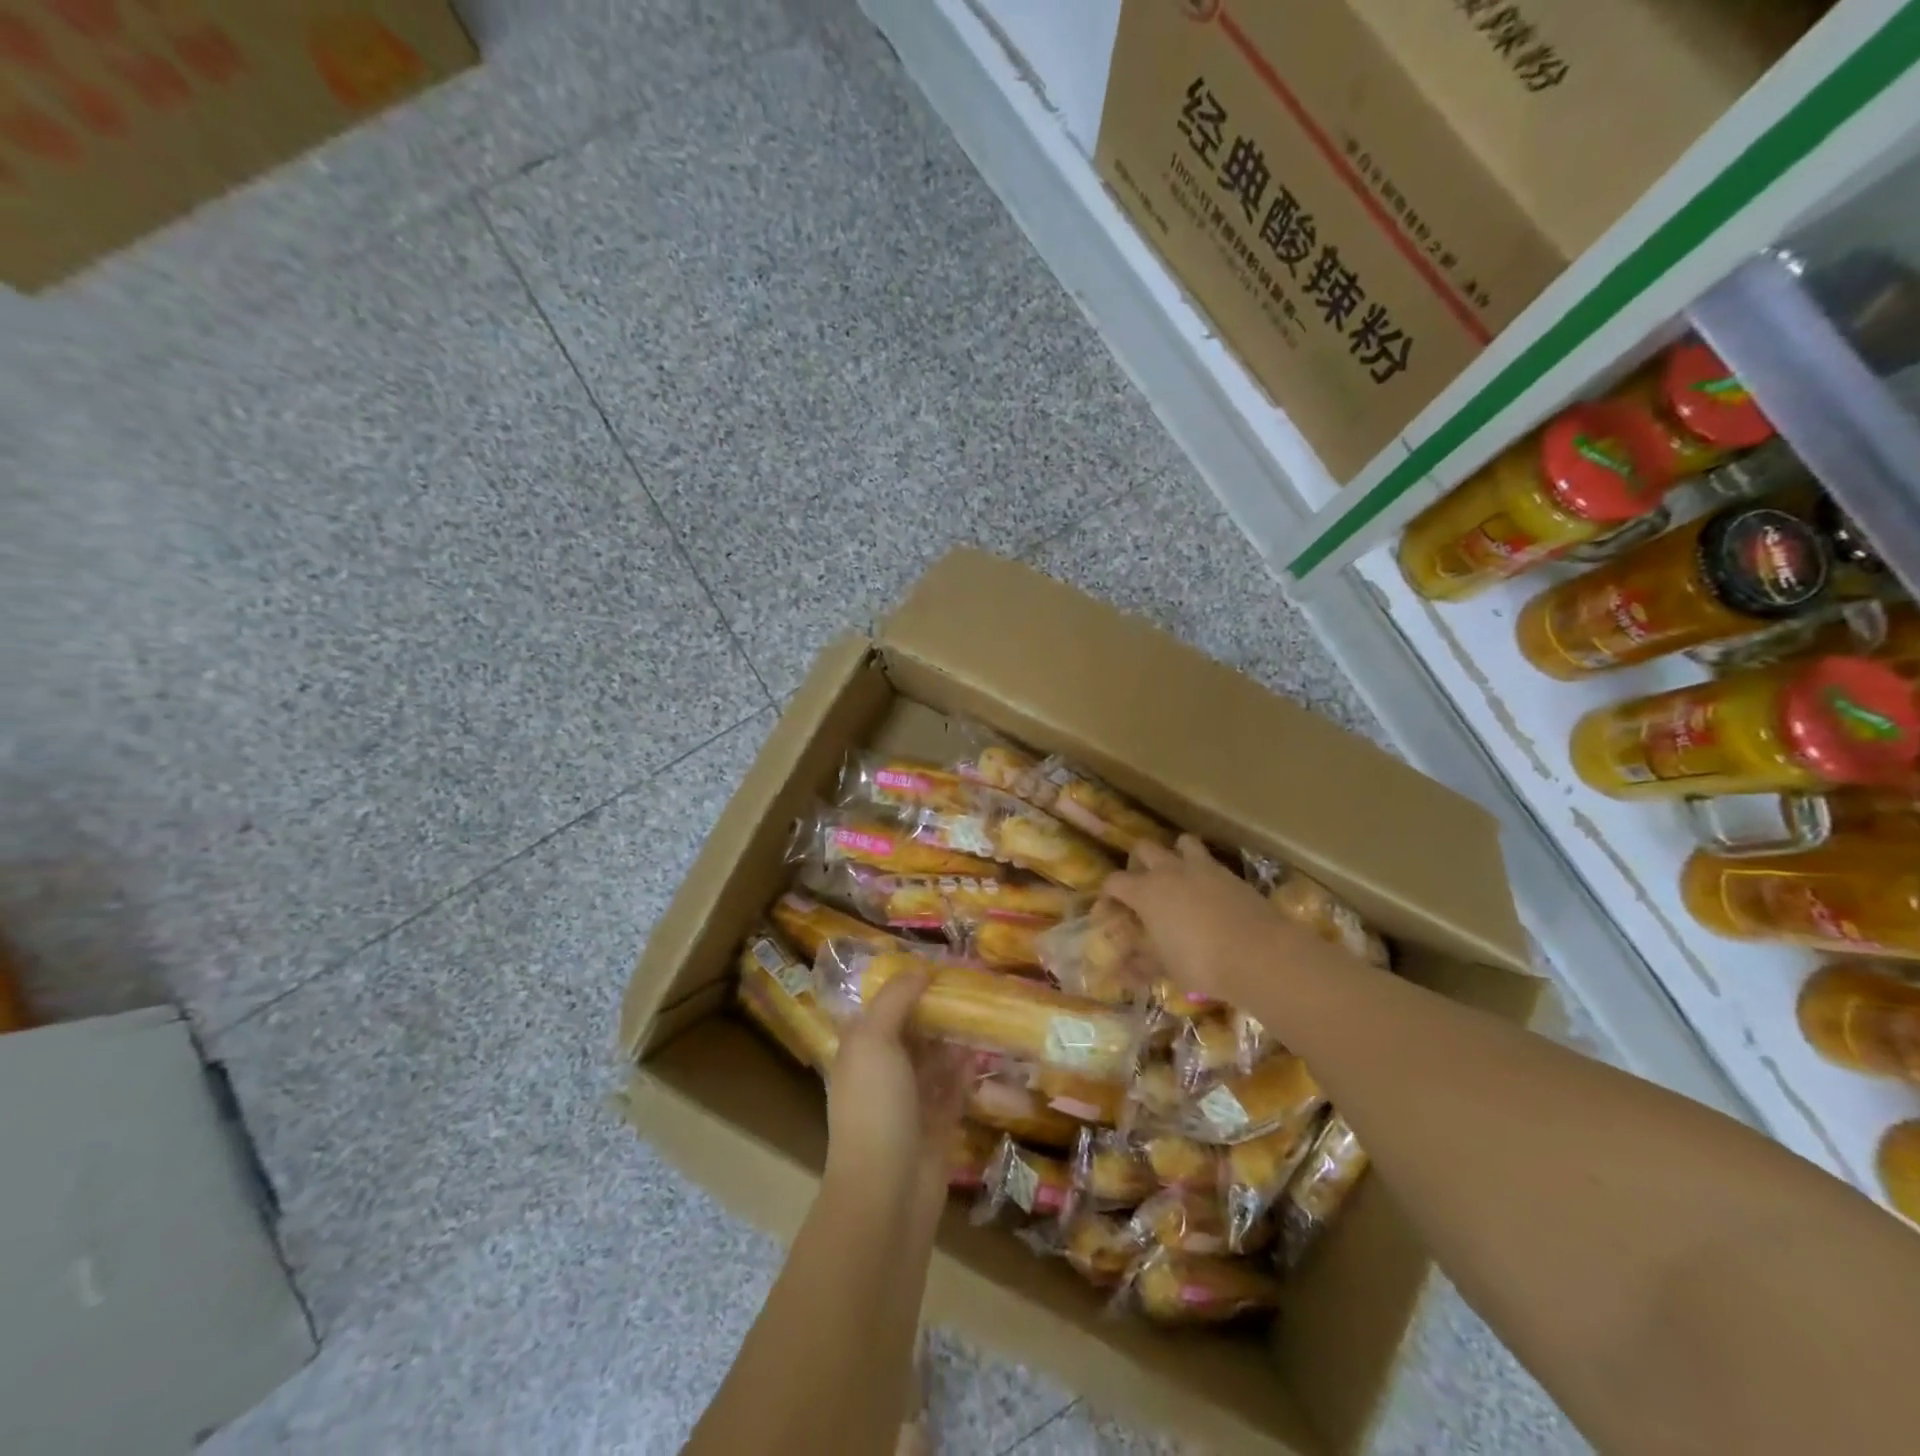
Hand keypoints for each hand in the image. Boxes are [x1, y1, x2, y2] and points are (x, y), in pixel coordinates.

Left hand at [825, 969, 969, 1198]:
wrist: (887, 1193)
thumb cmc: (874, 1107)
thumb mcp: (874, 1041)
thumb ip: (895, 999)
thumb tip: (920, 969)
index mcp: (861, 1048)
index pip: (883, 1005)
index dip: (906, 982)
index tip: (940, 960)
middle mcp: (883, 1069)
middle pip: (914, 1028)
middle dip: (939, 1006)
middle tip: (974, 980)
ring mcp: (911, 1098)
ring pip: (937, 1055)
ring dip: (958, 1034)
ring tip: (988, 1006)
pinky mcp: (939, 1122)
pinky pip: (956, 1085)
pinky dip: (969, 1066)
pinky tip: (988, 1046)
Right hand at [1104, 834, 1318, 1003]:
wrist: (1260, 954)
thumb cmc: (1202, 963)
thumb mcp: (1167, 969)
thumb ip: (1140, 966)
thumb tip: (1119, 974)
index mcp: (1146, 892)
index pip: (1114, 881)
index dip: (1109, 894)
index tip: (1111, 909)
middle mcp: (1169, 871)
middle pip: (1144, 848)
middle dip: (1138, 862)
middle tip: (1142, 885)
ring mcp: (1202, 868)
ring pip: (1181, 842)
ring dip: (1175, 853)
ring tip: (1177, 875)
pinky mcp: (1230, 873)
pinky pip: (1210, 860)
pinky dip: (1204, 869)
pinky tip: (1208, 891)